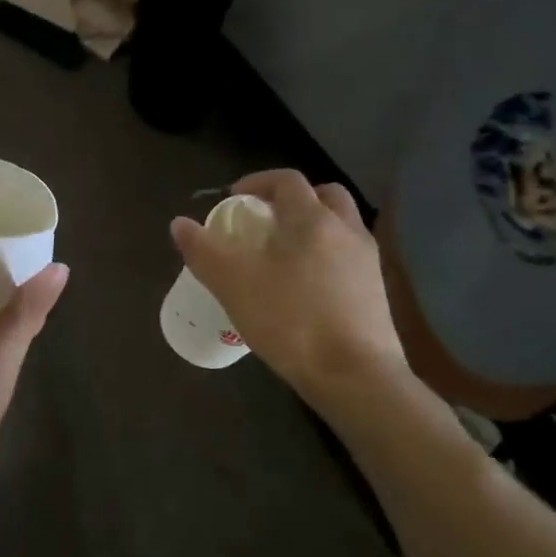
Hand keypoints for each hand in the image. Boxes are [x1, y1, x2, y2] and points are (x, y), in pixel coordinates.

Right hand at [170, 169, 406, 404]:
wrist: (355, 376)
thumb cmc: (291, 320)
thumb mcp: (233, 284)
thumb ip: (204, 250)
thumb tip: (179, 224)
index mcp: (312, 220)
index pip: (287, 180)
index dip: (257, 182)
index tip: (234, 198)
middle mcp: (346, 231)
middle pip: (324, 196)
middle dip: (293, 200)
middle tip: (265, 220)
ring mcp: (367, 262)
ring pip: (341, 227)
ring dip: (313, 228)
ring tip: (283, 255)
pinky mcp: (375, 293)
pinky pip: (348, 258)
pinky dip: (326, 258)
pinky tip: (304, 288)